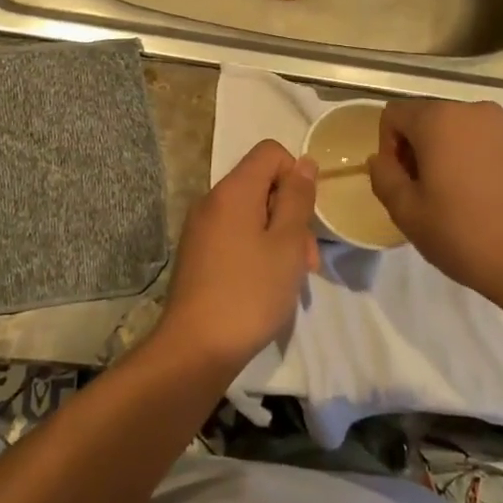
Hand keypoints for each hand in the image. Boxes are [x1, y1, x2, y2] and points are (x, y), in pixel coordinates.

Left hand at [159, 140, 319, 373]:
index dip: (296, 175)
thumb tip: (304, 162)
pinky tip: (267, 284)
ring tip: (292, 278)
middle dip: (291, 213)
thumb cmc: (250, 293)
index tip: (305, 215)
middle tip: (307, 258)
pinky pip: (235, 234)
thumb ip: (297, 198)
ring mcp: (201, 228)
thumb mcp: (287, 243)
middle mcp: (212, 201)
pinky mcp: (198, 254)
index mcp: (233, 190)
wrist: (195, 350)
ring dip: (278, 236)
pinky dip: (257, 249)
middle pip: (262, 183)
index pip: (270, 152)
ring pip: (251, 213)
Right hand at [369, 99, 502, 304]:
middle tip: (430, 191)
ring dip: (457, 152)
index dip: (390, 146)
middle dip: (423, 147)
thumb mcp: (406, 212)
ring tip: (466, 194)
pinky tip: (496, 196)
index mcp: (438, 119)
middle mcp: (475, 110)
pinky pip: (499, 142)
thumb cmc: (463, 235)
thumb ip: (383, 176)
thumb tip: (380, 159)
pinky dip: (489, 159)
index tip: (403, 181)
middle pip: (433, 118)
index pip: (395, 114)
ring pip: (468, 129)